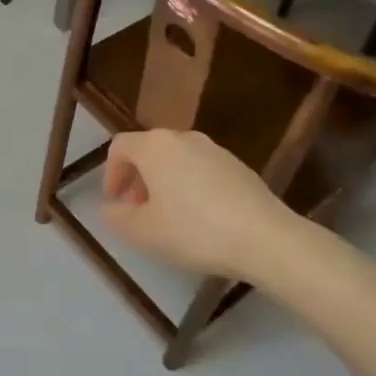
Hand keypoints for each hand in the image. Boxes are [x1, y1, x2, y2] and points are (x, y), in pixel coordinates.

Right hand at [102, 129, 300, 280]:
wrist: (264, 238)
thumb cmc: (194, 230)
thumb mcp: (143, 232)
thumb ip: (117, 218)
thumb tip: (111, 208)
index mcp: (155, 146)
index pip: (120, 147)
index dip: (110, 173)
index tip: (114, 201)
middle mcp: (184, 138)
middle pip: (149, 151)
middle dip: (138, 179)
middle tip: (138, 211)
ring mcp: (216, 150)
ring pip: (177, 160)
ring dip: (164, 183)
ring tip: (168, 218)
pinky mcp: (239, 166)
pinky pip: (202, 171)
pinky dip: (190, 187)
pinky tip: (200, 220)